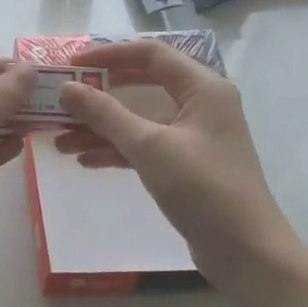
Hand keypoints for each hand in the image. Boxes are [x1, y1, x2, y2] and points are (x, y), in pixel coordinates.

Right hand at [54, 40, 299, 286]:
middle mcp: (201, 104)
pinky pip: (145, 146)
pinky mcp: (186, 165)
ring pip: (139, 120)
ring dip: (101, 128)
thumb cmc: (203, 189)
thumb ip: (106, 114)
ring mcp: (194, 136)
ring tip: (61, 141)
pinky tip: (85, 161)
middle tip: (62, 101)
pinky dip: (116, 150)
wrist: (246, 252)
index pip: (151, 54)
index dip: (109, 55)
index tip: (72, 64)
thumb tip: (67, 88)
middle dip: (99, 95)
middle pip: (141, 86)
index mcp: (203, 88)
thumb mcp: (150, 147)